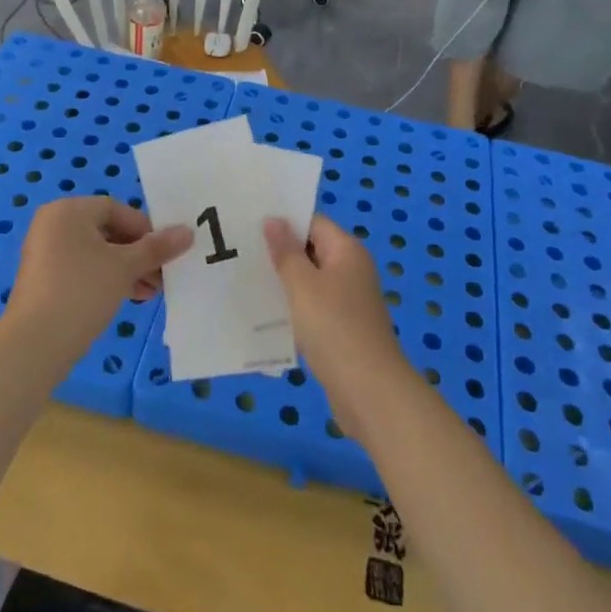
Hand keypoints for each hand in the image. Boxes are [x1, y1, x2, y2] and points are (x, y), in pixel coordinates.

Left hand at [6, 198, 191, 361]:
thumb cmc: (82, 291)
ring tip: (149, 292)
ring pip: (96, 253)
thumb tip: (188, 232)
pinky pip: (82, 270)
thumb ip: (157, 247)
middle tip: (161, 275)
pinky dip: (105, 280)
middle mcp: (53, 224)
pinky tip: (128, 298)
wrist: (35, 344)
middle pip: (107, 231)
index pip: (116, 209)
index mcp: (69, 210)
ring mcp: (45, 253)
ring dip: (126, 269)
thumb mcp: (125, 266)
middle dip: (138, 253)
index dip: (144, 229)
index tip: (164, 252)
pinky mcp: (44, 280)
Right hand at [264, 215, 409, 439]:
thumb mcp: (303, 285)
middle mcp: (351, 270)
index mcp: (346, 251)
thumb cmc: (334, 328)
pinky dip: (293, 307)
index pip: (312, 222)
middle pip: (311, 250)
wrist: (369, 392)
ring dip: (283, 281)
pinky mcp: (342, 328)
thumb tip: (273, 219)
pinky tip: (266, 314)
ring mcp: (348, 300)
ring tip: (245, 280)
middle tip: (240, 251)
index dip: (283, 221)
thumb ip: (286, 252)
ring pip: (310, 281)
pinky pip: (312, 307)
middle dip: (279, 252)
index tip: (249, 223)